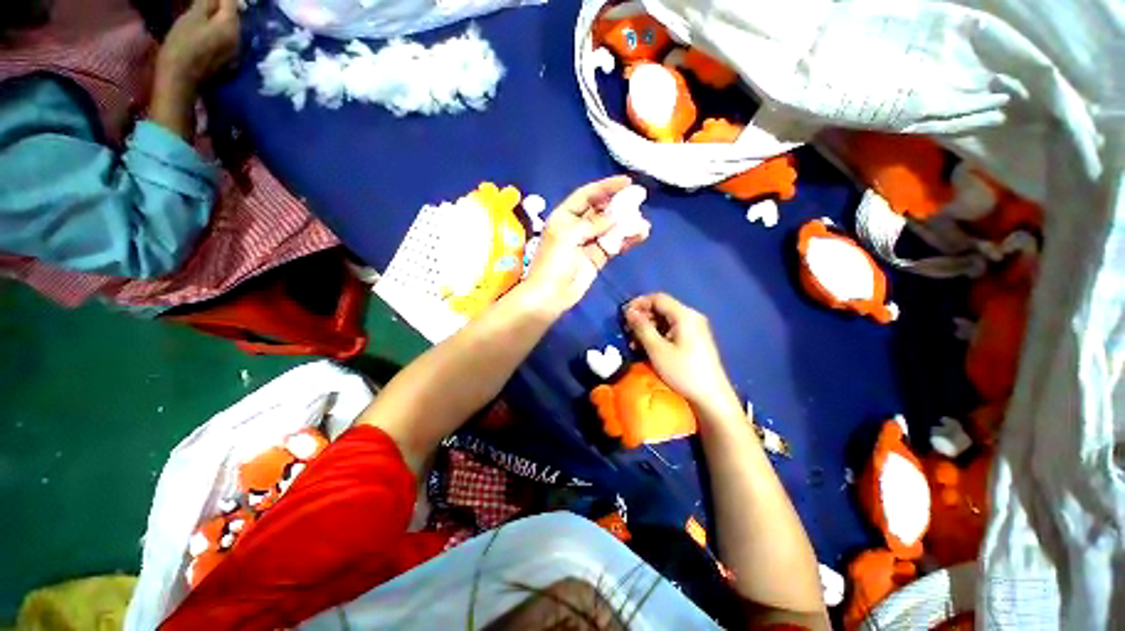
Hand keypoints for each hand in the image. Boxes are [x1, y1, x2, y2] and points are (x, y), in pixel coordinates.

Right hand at [157, 0, 240, 91]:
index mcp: (231, 25)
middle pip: (232, 14)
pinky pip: (226, 39)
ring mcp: (236, 52)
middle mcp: (239, 38)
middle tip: (204, 3)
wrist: (181, 80)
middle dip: (220, 5)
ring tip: (204, 14)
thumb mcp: (192, 17)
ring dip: (219, 18)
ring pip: (229, 27)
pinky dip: (218, 31)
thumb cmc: (182, 45)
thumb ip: (207, 3)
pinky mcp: (228, 61)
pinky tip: (207, 31)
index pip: (230, 2)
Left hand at [525, 176, 648, 313]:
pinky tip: (640, 235)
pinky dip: (626, 240)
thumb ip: (592, 224)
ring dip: (626, 224)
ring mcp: (588, 243)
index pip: (586, 196)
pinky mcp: (597, 258)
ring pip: (610, 228)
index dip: (605, 187)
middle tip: (640, 199)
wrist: (551, 295)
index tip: (627, 182)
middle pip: (600, 210)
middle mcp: (576, 227)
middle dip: (619, 204)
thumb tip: (613, 217)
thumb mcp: (569, 236)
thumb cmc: (554, 262)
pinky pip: (613, 245)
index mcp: (564, 217)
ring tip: (643, 223)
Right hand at [624, 293, 737, 409]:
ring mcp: (694, 328)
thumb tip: (629, 311)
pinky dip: (657, 336)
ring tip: (634, 344)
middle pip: (661, 308)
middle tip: (627, 331)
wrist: (711, 397)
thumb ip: (642, 327)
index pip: (658, 298)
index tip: (624, 315)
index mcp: (684, 315)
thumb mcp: (657, 349)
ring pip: (665, 320)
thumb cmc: (683, 371)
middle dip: (642, 318)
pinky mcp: (694, 340)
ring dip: (648, 328)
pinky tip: (647, 348)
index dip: (638, 303)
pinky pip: (672, 330)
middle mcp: (691, 317)